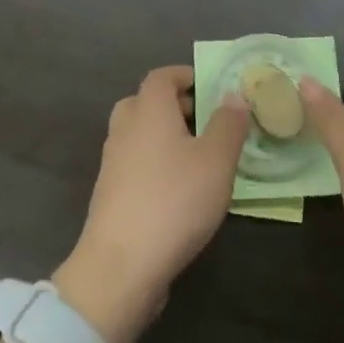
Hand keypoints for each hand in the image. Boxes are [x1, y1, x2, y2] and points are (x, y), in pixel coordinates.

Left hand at [54, 66, 248, 342]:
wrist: (120, 266)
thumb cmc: (174, 201)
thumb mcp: (216, 161)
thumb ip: (228, 124)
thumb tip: (234, 96)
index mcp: (149, 109)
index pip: (162, 76)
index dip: (185, 75)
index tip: (210, 87)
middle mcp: (125, 127)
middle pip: (146, 102)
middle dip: (176, 106)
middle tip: (207, 123)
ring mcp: (112, 162)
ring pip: (139, 134)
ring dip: (165, 137)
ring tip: (198, 159)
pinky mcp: (109, 195)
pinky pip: (134, 164)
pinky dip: (154, 165)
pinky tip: (178, 192)